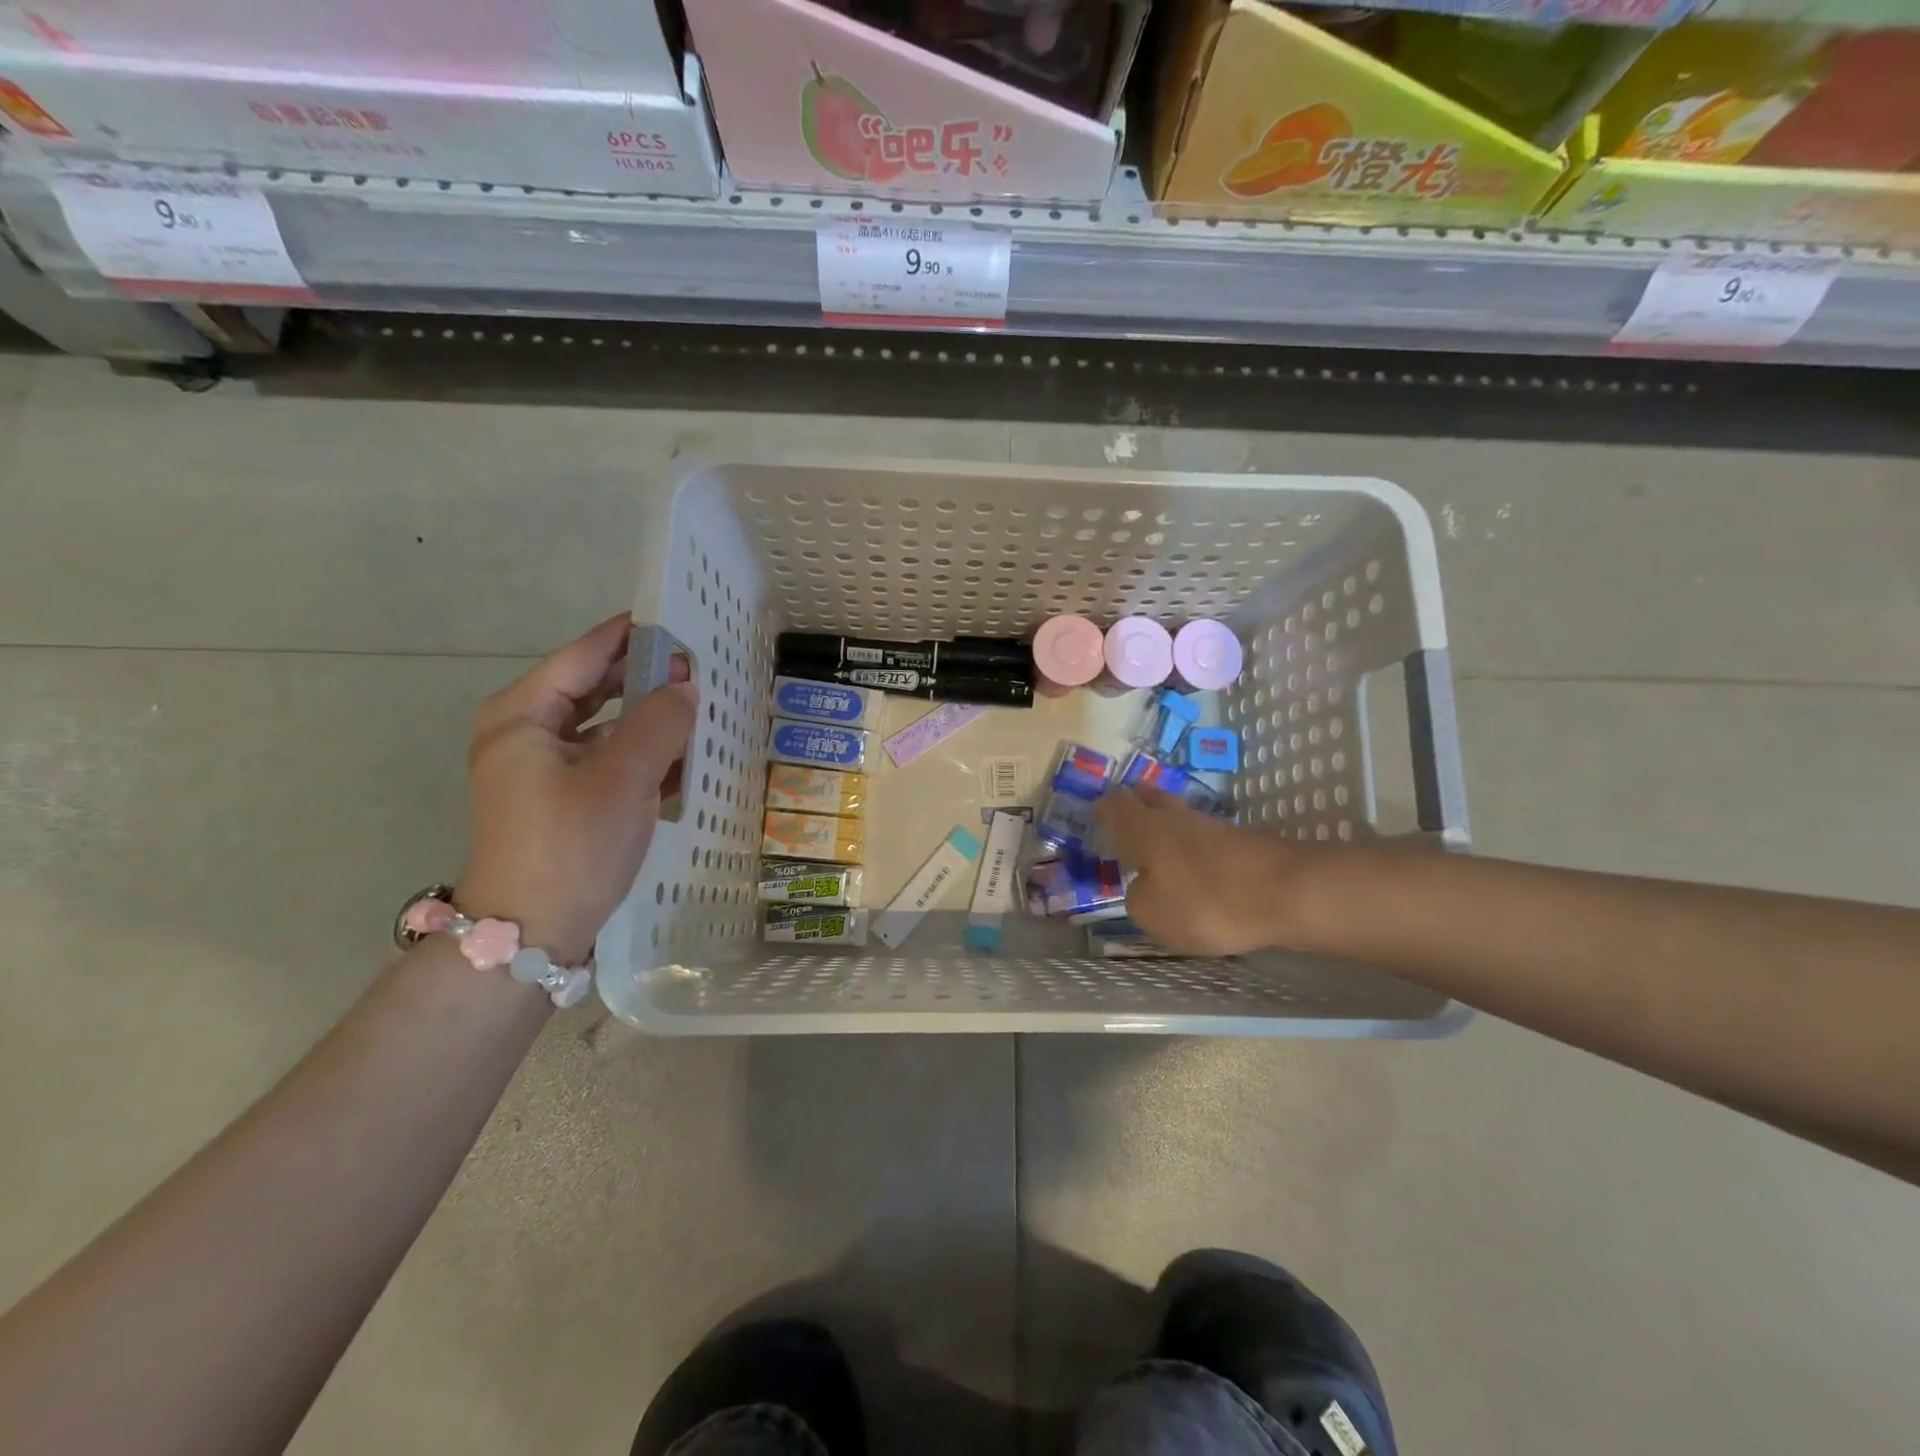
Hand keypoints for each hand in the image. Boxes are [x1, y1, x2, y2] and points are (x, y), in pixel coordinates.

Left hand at [457, 616, 697, 966]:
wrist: (531, 934)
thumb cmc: (571, 845)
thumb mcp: (623, 777)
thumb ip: (660, 722)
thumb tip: (686, 686)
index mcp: (523, 716)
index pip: (583, 656)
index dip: (631, 636)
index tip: (678, 620)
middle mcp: (527, 734)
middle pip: (593, 688)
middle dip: (645, 676)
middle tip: (699, 666)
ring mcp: (542, 770)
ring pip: (604, 725)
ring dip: (649, 716)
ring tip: (699, 706)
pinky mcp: (562, 800)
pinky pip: (607, 759)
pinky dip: (642, 753)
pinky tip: (684, 756)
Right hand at [1096, 787, 1320, 956]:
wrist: (1289, 892)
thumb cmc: (1206, 901)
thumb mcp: (1153, 915)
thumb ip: (1138, 899)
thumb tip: (1143, 889)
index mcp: (1145, 829)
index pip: (1116, 805)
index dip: (1103, 808)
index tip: (1095, 814)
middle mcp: (1177, 819)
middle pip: (1152, 800)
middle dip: (1138, 806)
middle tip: (1127, 820)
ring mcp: (1216, 827)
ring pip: (1183, 819)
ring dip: (1170, 830)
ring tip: (1161, 852)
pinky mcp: (1246, 843)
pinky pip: (1209, 841)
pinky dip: (1198, 851)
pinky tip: (1199, 871)